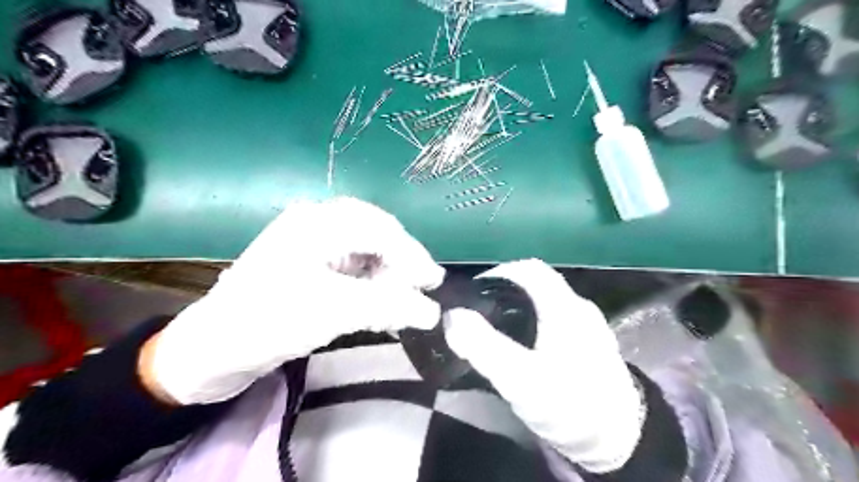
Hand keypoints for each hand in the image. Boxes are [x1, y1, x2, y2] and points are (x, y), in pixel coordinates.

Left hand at [146, 198, 445, 403]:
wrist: (210, 349)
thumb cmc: (268, 321)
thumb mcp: (334, 311)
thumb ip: (388, 306)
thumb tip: (432, 312)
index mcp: (317, 222)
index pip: (380, 229)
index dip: (412, 255)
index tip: (434, 283)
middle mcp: (316, 223)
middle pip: (375, 235)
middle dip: (401, 263)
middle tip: (421, 289)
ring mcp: (312, 244)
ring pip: (366, 251)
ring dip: (388, 275)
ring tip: (401, 301)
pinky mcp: (310, 265)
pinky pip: (352, 267)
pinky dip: (372, 284)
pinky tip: (380, 302)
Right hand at [447, 260, 639, 473]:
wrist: (619, 442)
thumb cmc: (569, 405)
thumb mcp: (520, 378)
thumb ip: (484, 345)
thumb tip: (452, 316)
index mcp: (564, 307)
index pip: (529, 269)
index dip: (499, 272)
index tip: (474, 292)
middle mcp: (578, 308)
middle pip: (537, 285)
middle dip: (505, 291)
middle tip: (479, 312)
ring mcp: (588, 327)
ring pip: (546, 303)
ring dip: (519, 307)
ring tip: (495, 329)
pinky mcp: (589, 346)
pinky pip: (555, 322)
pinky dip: (533, 323)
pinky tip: (523, 346)